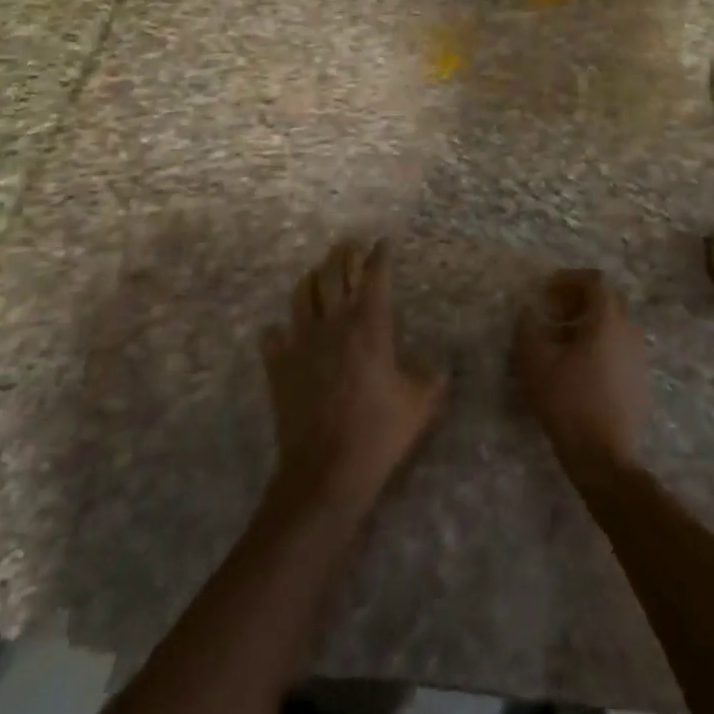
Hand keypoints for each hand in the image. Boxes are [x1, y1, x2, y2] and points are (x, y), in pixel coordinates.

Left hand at [262, 239, 444, 513]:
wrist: (326, 471)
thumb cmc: (379, 432)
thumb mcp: (421, 403)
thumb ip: (433, 377)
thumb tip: (440, 366)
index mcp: (371, 325)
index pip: (374, 275)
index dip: (379, 254)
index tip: (383, 241)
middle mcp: (334, 323)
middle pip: (334, 273)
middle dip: (344, 253)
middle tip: (351, 243)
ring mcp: (302, 343)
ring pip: (302, 295)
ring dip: (312, 278)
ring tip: (319, 271)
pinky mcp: (279, 366)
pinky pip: (273, 336)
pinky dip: (278, 328)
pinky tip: (283, 330)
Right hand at [512, 269, 649, 484]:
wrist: (603, 456)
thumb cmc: (568, 402)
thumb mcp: (535, 363)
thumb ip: (528, 329)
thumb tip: (528, 313)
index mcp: (607, 320)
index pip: (594, 281)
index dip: (569, 279)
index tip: (547, 291)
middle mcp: (629, 331)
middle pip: (607, 300)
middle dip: (578, 300)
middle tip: (553, 314)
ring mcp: (638, 357)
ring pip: (614, 325)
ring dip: (588, 324)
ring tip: (561, 343)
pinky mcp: (639, 380)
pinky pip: (619, 348)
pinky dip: (599, 345)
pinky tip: (579, 369)